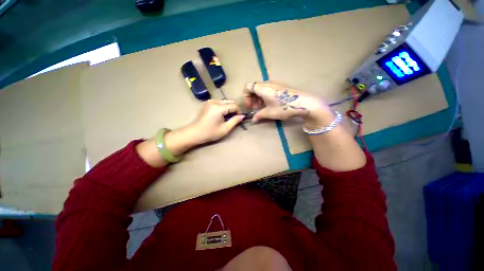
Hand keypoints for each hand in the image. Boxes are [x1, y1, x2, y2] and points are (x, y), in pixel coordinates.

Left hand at [185, 99, 244, 144]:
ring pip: (225, 101)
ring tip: (228, 117)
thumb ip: (235, 121)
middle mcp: (215, 101)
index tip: (239, 119)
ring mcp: (210, 101)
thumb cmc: (210, 133)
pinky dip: (224, 107)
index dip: (239, 112)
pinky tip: (222, 115)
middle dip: (234, 109)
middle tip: (234, 118)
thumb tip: (242, 116)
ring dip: (229, 108)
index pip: (234, 106)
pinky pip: (220, 102)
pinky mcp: (208, 103)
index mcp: (219, 107)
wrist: (194, 133)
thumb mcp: (225, 129)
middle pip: (230, 101)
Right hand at [243, 81, 333, 127]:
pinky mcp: (280, 86)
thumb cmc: (284, 107)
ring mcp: (275, 84)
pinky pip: (268, 89)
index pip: (247, 87)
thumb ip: (259, 115)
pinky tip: (270, 104)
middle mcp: (267, 83)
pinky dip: (265, 96)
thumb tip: (253, 120)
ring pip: (261, 88)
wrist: (303, 103)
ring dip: (258, 98)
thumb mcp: (269, 113)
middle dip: (252, 98)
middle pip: (254, 87)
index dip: (246, 97)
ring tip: (263, 107)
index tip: (250, 106)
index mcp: (262, 88)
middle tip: (256, 108)